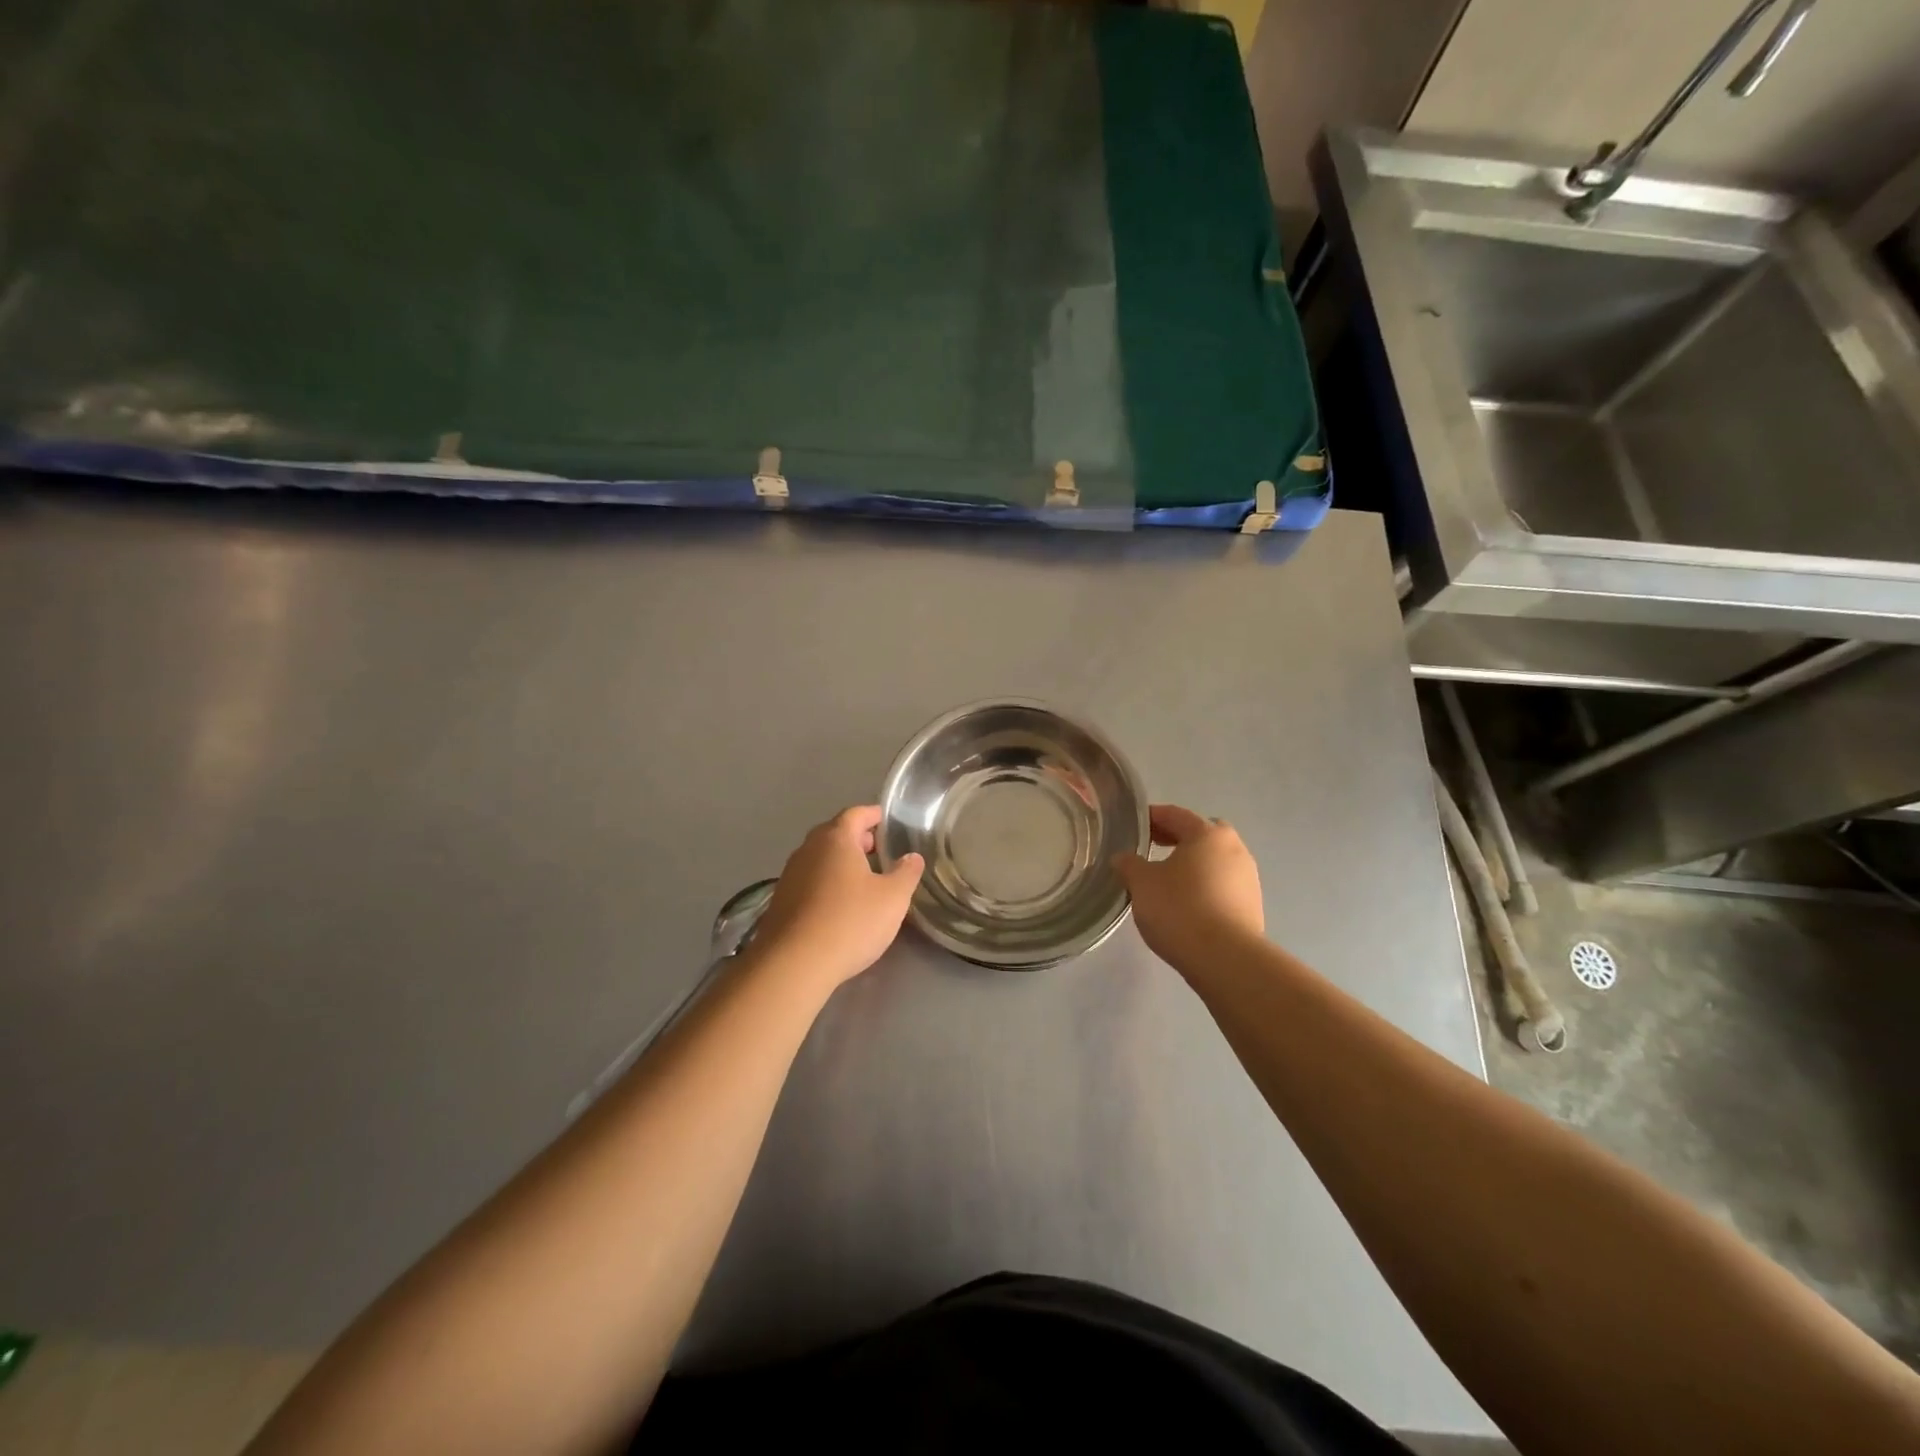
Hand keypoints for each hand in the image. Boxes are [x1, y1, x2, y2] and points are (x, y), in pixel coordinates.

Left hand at [750, 806, 923, 991]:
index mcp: (836, 839)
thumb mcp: (893, 898)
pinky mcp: (780, 900)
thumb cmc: (850, 922)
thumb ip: (906, 872)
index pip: (856, 814)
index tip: (889, 822)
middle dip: (858, 839)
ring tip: (863, 879)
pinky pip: (809, 880)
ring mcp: (790, 874)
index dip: (874, 815)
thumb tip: (912, 857)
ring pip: (820, 858)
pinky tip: (839, 904)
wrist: (794, 964)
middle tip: (880, 851)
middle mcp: (808, 849)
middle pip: (835, 833)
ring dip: (840, 862)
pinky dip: (826, 882)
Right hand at [1112, 804, 1263, 970]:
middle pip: (1201, 835)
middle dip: (1177, 838)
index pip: (1176, 815)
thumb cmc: (1180, 909)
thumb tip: (1123, 858)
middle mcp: (1234, 849)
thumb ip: (1129, 865)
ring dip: (1193, 865)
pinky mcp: (1252, 906)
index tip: (1134, 824)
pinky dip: (1204, 887)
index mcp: (1208, 834)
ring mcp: (1248, 878)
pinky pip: (1222, 885)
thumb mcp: (1142, 883)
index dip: (1152, 817)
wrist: (1226, 959)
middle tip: (1152, 847)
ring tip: (1167, 880)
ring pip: (1214, 861)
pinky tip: (1187, 904)